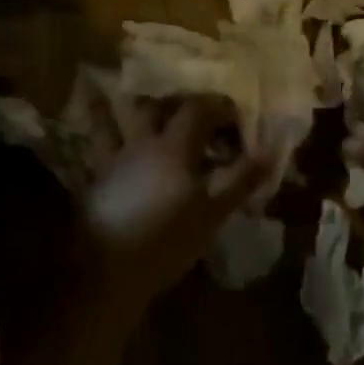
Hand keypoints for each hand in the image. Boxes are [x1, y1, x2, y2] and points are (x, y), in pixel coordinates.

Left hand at [82, 96, 268, 305]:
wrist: (107, 272)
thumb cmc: (167, 240)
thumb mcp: (213, 212)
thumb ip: (241, 178)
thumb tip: (269, 151)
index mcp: (173, 146)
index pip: (198, 109)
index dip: (219, 106)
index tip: (236, 115)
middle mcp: (140, 143)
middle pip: (154, 107)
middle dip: (173, 101)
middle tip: (189, 108)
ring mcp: (113, 161)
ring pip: (112, 121)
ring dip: (114, 106)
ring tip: (110, 92)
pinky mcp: (95, 182)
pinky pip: (95, 148)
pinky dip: (96, 133)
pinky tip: (98, 136)